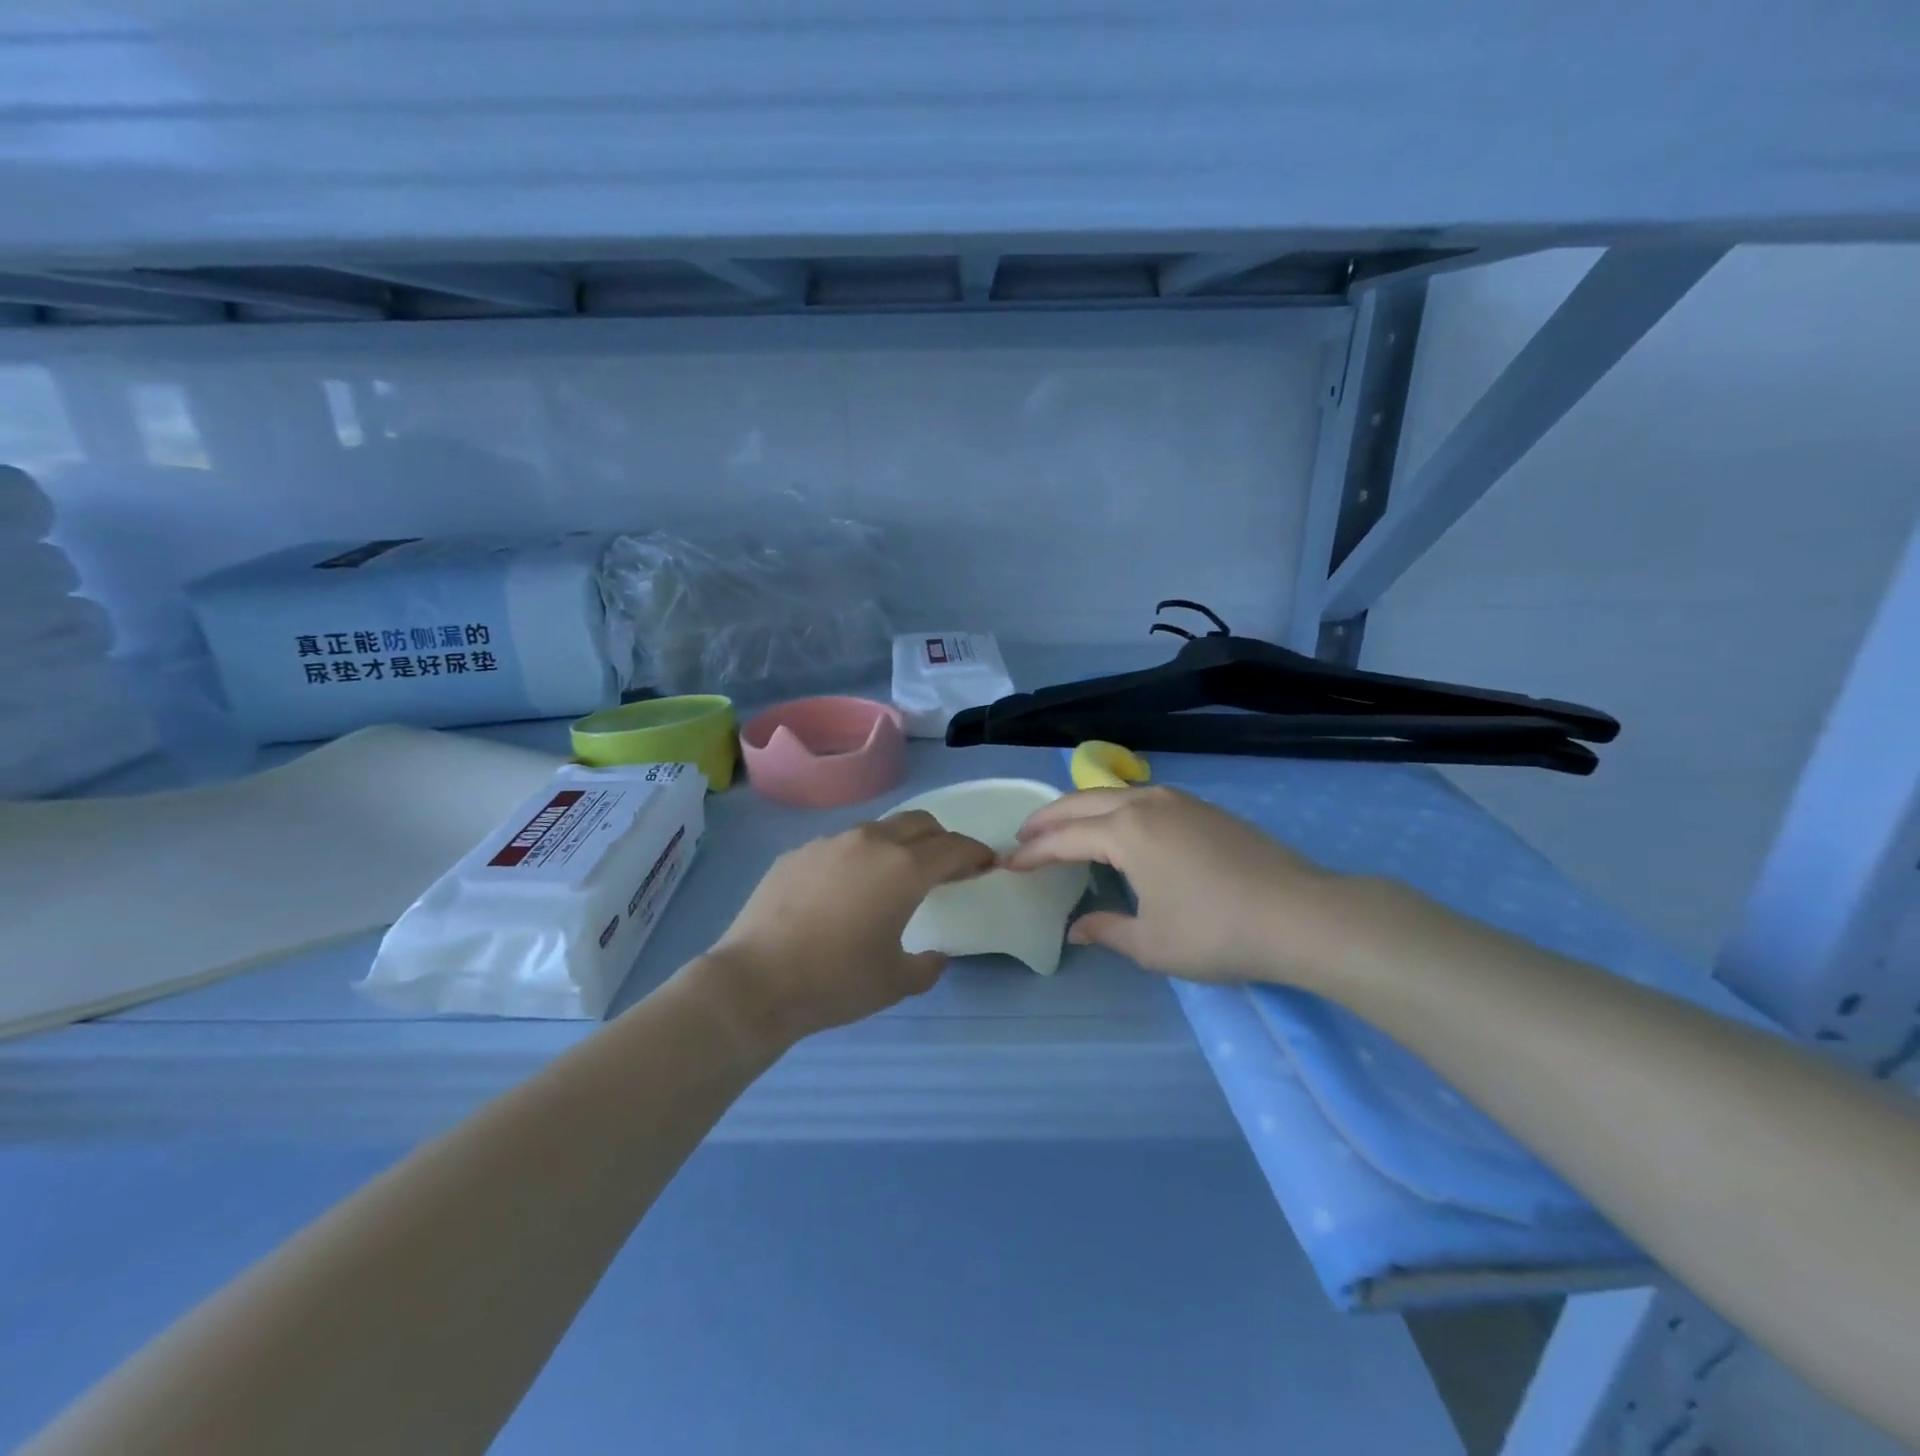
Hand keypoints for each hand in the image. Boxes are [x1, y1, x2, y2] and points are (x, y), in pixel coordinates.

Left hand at [698, 811, 995, 1046]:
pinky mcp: (796, 854)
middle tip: (946, 866)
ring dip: (897, 845)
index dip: (976, 853)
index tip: (986, 863)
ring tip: (892, 877)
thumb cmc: (836, 982)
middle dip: (941, 839)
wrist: (755, 982)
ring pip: (877, 830)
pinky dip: (857, 859)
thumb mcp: (895, 983)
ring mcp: (828, 843)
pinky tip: (844, 891)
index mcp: (904, 869)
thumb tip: (935, 957)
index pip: (953, 848)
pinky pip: (839, 847)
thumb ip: (927, 967)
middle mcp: (870, 843)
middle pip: (919, 823)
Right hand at [1005, 786, 1355, 988]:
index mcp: (1126, 831)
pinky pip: (1142, 799)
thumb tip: (1076, 928)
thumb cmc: (1216, 931)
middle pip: (1082, 802)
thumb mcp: (1152, 942)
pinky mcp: (1204, 808)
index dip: (1034, 852)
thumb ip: (1107, 930)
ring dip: (1081, 808)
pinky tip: (1116, 827)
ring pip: (1114, 794)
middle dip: (1048, 817)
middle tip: (1024, 834)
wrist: (1301, 914)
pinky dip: (1113, 808)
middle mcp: (1146, 803)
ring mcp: (1179, 801)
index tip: (1008, 863)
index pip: (1065, 838)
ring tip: (1063, 825)